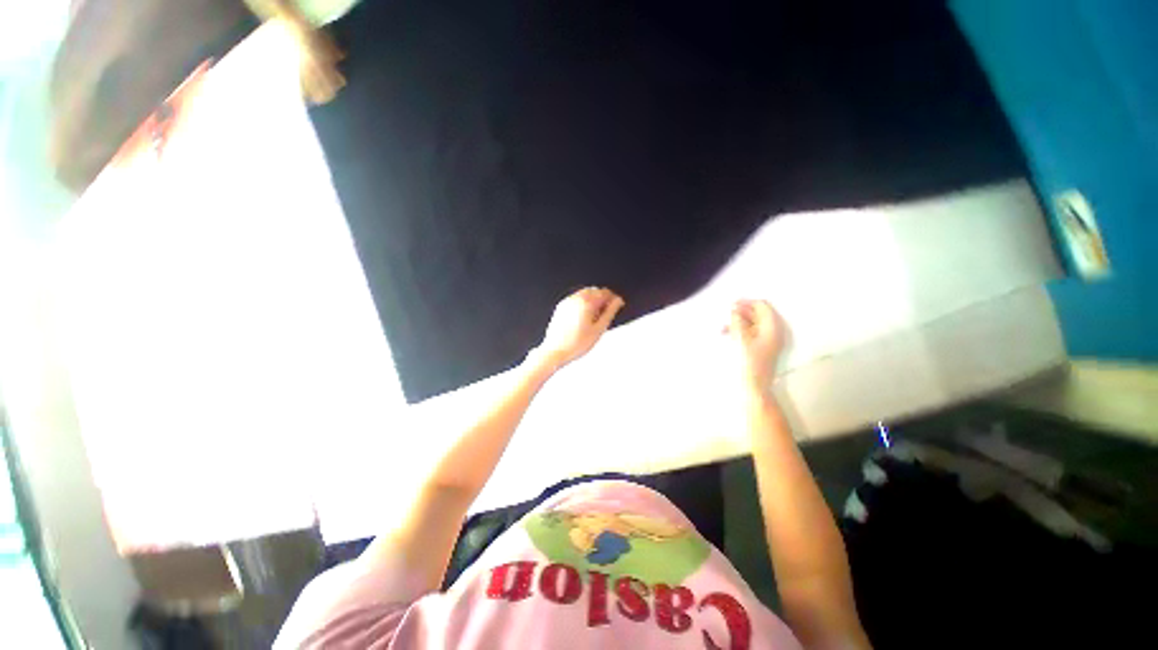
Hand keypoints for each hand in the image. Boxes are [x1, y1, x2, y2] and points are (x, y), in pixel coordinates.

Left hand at [536, 287, 624, 368]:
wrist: (556, 351)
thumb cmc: (576, 344)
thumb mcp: (599, 329)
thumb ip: (610, 312)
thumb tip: (617, 302)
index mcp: (586, 302)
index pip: (605, 292)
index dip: (614, 298)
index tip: (618, 304)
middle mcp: (575, 299)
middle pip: (594, 291)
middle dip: (603, 298)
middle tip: (608, 312)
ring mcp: (567, 302)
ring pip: (585, 294)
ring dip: (593, 300)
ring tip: (596, 317)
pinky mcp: (561, 307)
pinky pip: (576, 299)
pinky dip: (583, 304)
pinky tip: (585, 317)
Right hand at [724, 299, 785, 393]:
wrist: (752, 389)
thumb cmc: (747, 363)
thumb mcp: (741, 340)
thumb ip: (738, 322)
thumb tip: (735, 310)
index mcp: (772, 329)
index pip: (763, 307)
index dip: (747, 303)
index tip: (731, 304)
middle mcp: (773, 333)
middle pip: (758, 315)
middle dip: (742, 312)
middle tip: (726, 314)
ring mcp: (767, 342)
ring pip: (752, 324)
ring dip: (738, 322)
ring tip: (723, 326)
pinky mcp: (759, 350)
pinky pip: (750, 334)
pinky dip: (739, 331)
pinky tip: (727, 334)